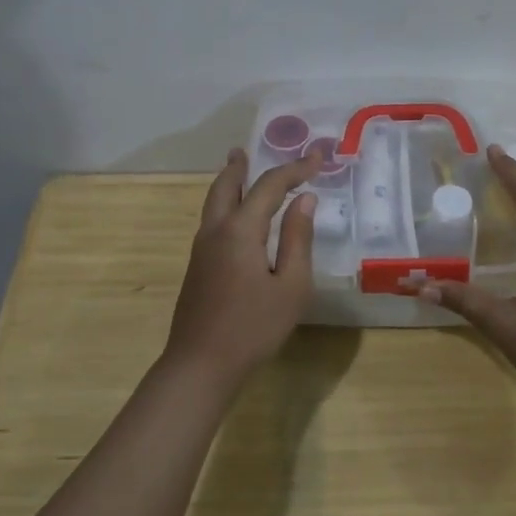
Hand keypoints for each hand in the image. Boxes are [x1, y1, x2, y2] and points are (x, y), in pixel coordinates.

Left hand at [164, 148, 319, 383]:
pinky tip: (236, 216)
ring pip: (214, 202)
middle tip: (249, 150)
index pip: (270, 186)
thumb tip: (304, 201)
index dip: (295, 169)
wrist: (200, 365)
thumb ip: (297, 239)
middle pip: (226, 185)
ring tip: (239, 169)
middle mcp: (215, 230)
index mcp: (240, 230)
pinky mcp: (197, 267)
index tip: (318, 158)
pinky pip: (212, 219)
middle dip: (242, 166)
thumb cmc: (253, 327)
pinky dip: (225, 203)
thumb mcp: (291, 286)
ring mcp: (201, 249)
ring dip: (229, 182)